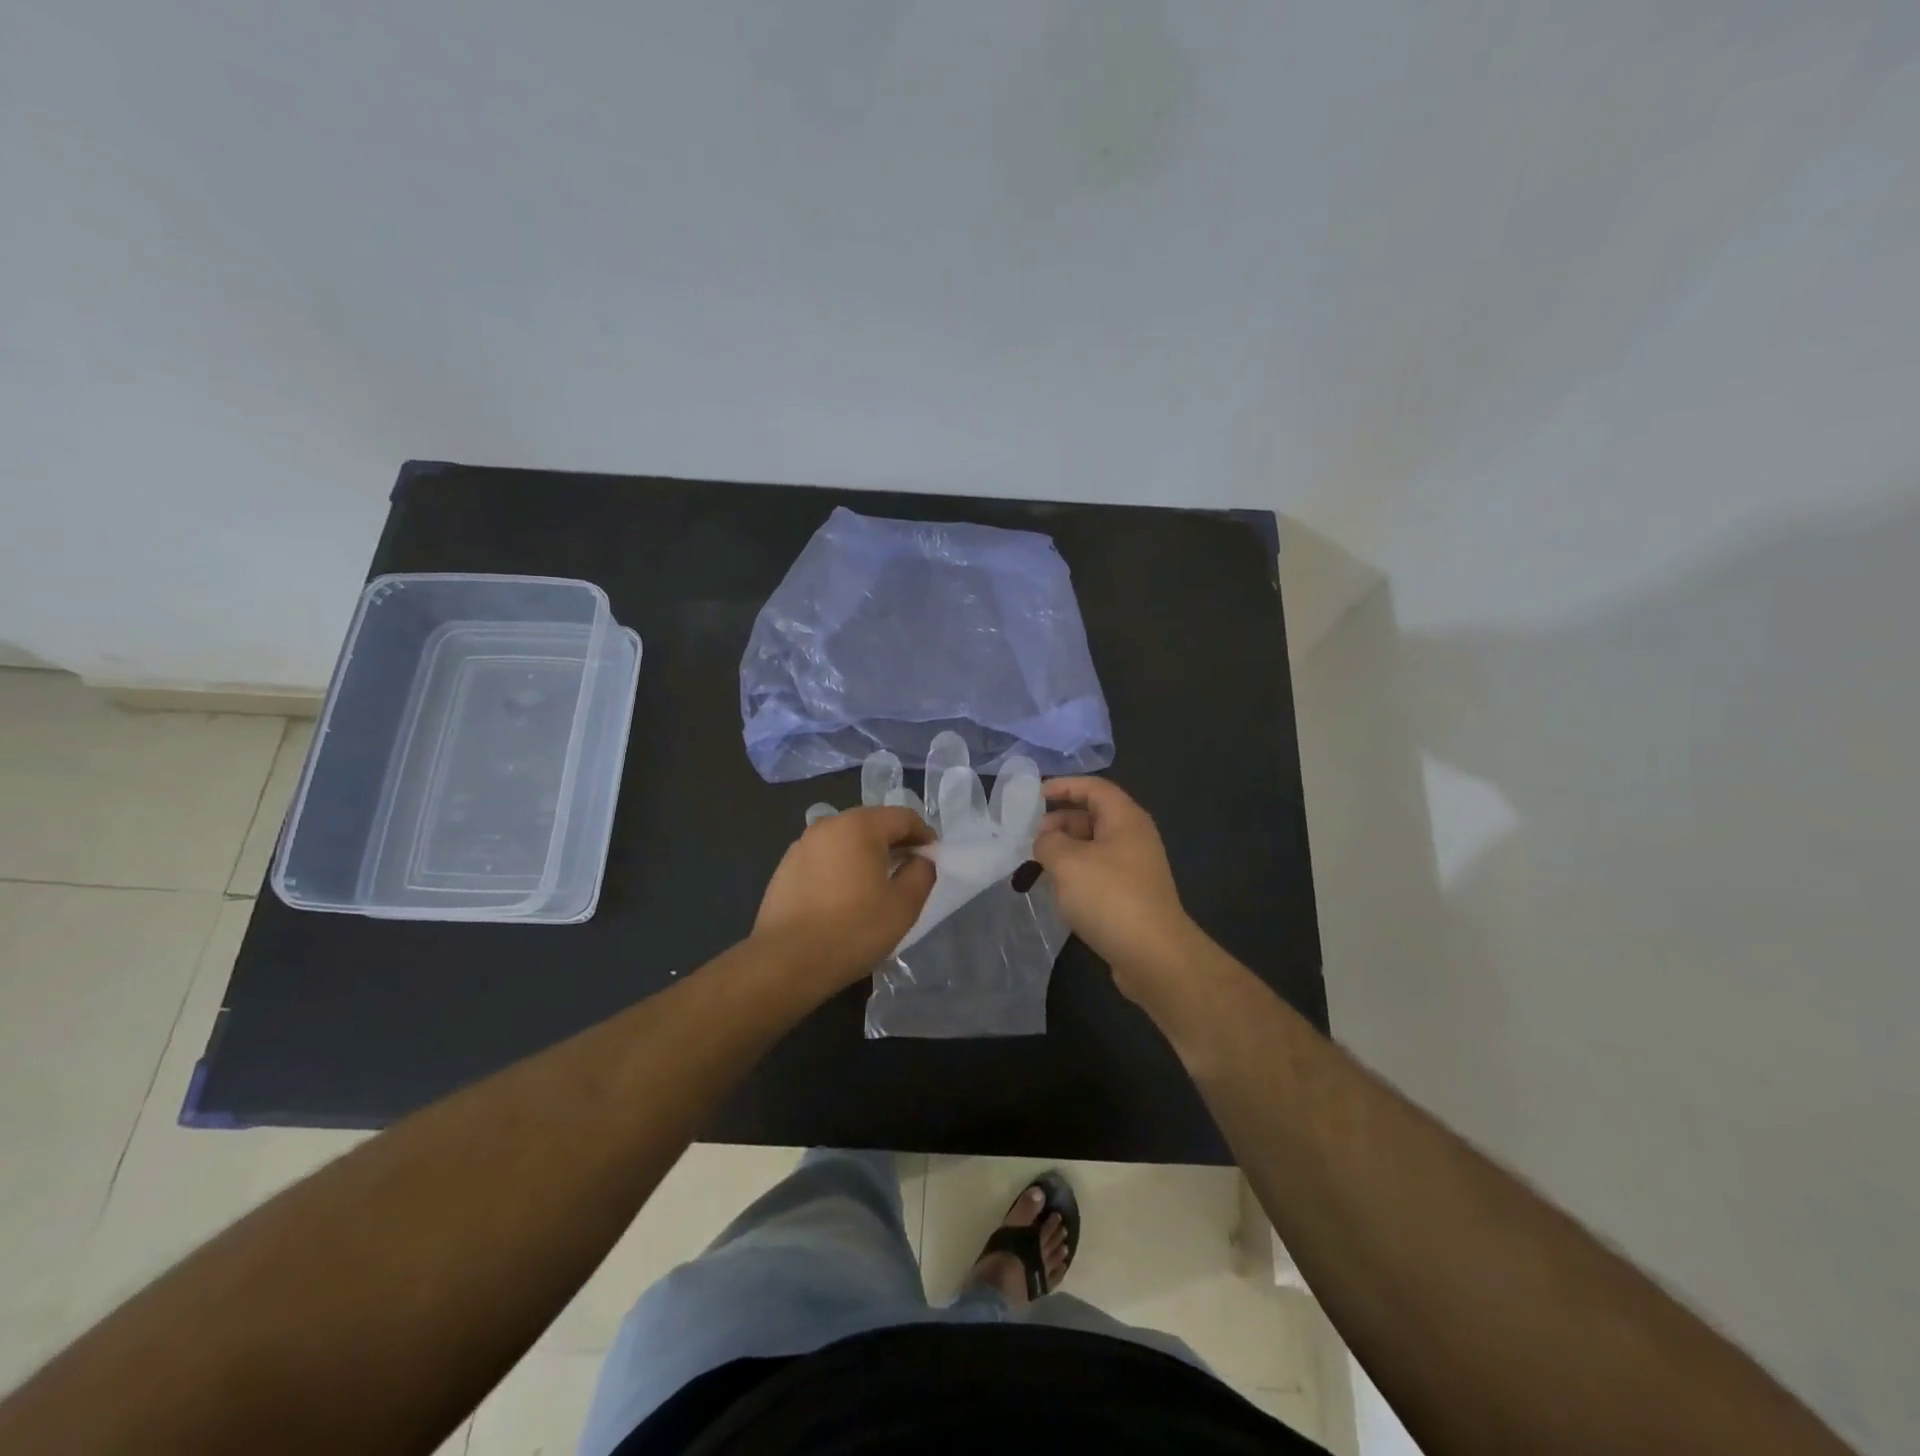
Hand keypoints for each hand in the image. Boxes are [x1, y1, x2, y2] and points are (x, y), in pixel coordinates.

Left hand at [753, 806, 935, 991]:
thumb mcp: (904, 905)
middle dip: (896, 842)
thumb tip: (921, 859)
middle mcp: (828, 824)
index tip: (934, 859)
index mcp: (860, 825)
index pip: (904, 817)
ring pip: (847, 840)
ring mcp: (802, 845)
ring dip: (867, 854)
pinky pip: (825, 857)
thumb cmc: (853, 930)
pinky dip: (842, 867)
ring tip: (877, 885)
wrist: (786, 961)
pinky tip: (845, 897)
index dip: (925, 835)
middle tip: (910, 870)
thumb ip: (922, 873)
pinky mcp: (785, 867)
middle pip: (873, 823)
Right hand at [1033, 777, 1197, 1003]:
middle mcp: (1133, 837)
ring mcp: (1134, 868)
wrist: (1153, 956)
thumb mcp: (1067, 862)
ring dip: (1063, 851)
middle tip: (1029, 839)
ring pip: (1092, 847)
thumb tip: (1045, 841)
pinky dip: (1074, 874)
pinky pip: (1097, 872)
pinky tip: (1055, 890)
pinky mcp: (1130, 895)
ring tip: (1034, 865)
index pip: (1093, 787)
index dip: (1063, 786)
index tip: (1034, 796)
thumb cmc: (1109, 897)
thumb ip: (1048, 842)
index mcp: (1125, 818)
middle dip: (1058, 822)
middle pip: (1091, 816)